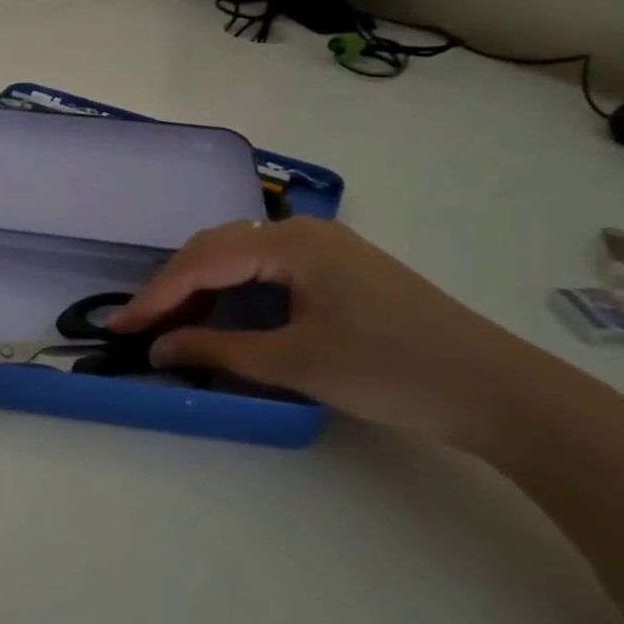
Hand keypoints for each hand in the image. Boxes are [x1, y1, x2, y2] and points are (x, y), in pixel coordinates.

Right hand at [105, 217, 572, 452]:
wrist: (502, 392)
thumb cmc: (394, 371)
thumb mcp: (297, 362)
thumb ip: (218, 350)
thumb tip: (158, 349)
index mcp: (292, 242)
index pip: (203, 262)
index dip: (156, 296)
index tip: (121, 328)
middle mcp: (303, 231)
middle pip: (215, 249)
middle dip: (172, 287)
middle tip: (141, 327)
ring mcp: (324, 248)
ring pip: (238, 256)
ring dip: (200, 287)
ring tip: (172, 323)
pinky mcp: (338, 270)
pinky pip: (265, 269)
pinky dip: (232, 291)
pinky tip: (222, 315)